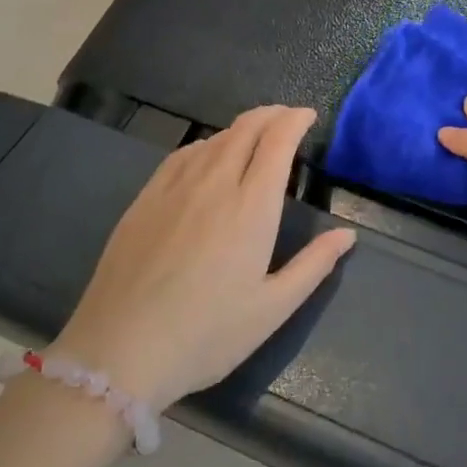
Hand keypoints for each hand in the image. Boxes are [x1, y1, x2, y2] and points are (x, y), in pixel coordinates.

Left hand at [51, 106, 354, 410]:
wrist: (119, 351)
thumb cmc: (206, 335)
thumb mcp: (272, 309)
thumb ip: (313, 266)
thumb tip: (346, 235)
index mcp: (251, 207)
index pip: (277, 141)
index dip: (295, 120)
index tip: (308, 116)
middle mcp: (214, 184)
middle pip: (246, 129)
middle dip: (271, 115)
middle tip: (287, 119)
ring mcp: (174, 188)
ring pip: (213, 139)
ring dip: (241, 129)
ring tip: (254, 137)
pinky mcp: (144, 200)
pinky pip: (182, 155)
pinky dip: (206, 145)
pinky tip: (207, 157)